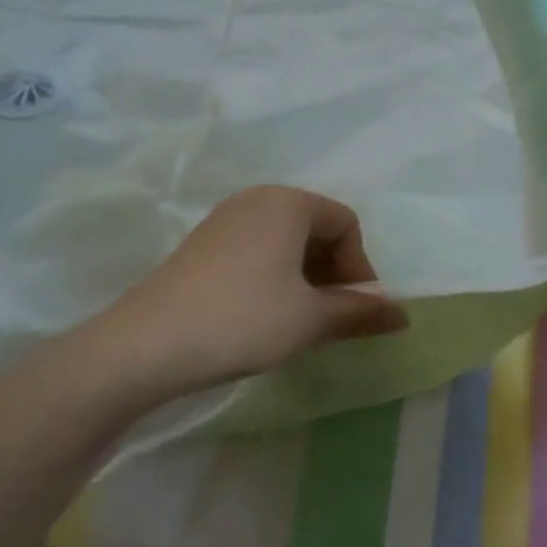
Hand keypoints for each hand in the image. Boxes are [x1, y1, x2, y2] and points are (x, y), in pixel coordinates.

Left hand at [102, 187, 407, 391]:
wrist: (143, 347)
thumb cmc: (242, 320)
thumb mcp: (309, 319)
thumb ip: (359, 313)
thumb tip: (403, 315)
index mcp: (288, 202)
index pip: (346, 223)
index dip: (360, 267)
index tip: (356, 310)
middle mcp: (257, 200)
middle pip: (315, 228)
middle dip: (334, 272)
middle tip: (332, 317)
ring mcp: (224, 221)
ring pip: (285, 242)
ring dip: (305, 278)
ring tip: (301, 321)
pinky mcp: (201, 246)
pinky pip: (256, 251)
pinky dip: (274, 278)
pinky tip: (264, 316)